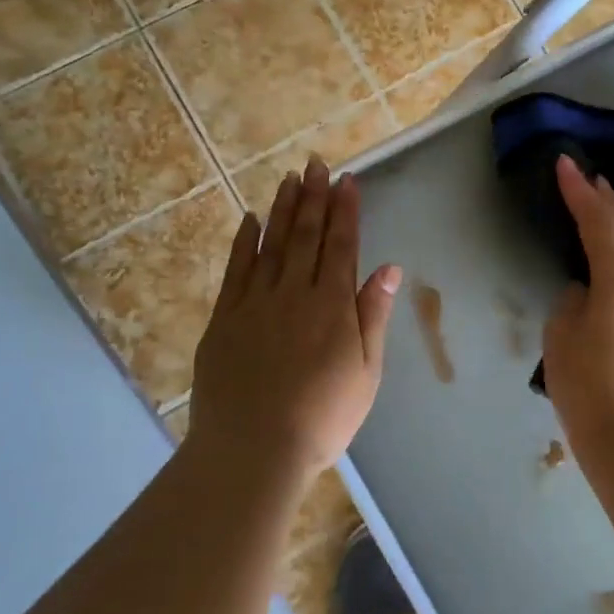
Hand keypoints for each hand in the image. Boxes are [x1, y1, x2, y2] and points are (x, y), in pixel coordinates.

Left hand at [185, 155, 400, 483]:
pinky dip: (244, 242)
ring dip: (281, 209)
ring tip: (289, 179)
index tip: (348, 181)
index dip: (346, 211)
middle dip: (314, 197)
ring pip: (271, 244)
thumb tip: (388, 269)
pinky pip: (235, 269)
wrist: (254, 450)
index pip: (341, 246)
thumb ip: (373, 316)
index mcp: (332, 306)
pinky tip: (249, 220)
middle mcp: (294, 293)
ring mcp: (255, 303)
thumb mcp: (365, 373)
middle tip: (316, 164)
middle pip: (305, 235)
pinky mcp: (225, 318)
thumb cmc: (323, 418)